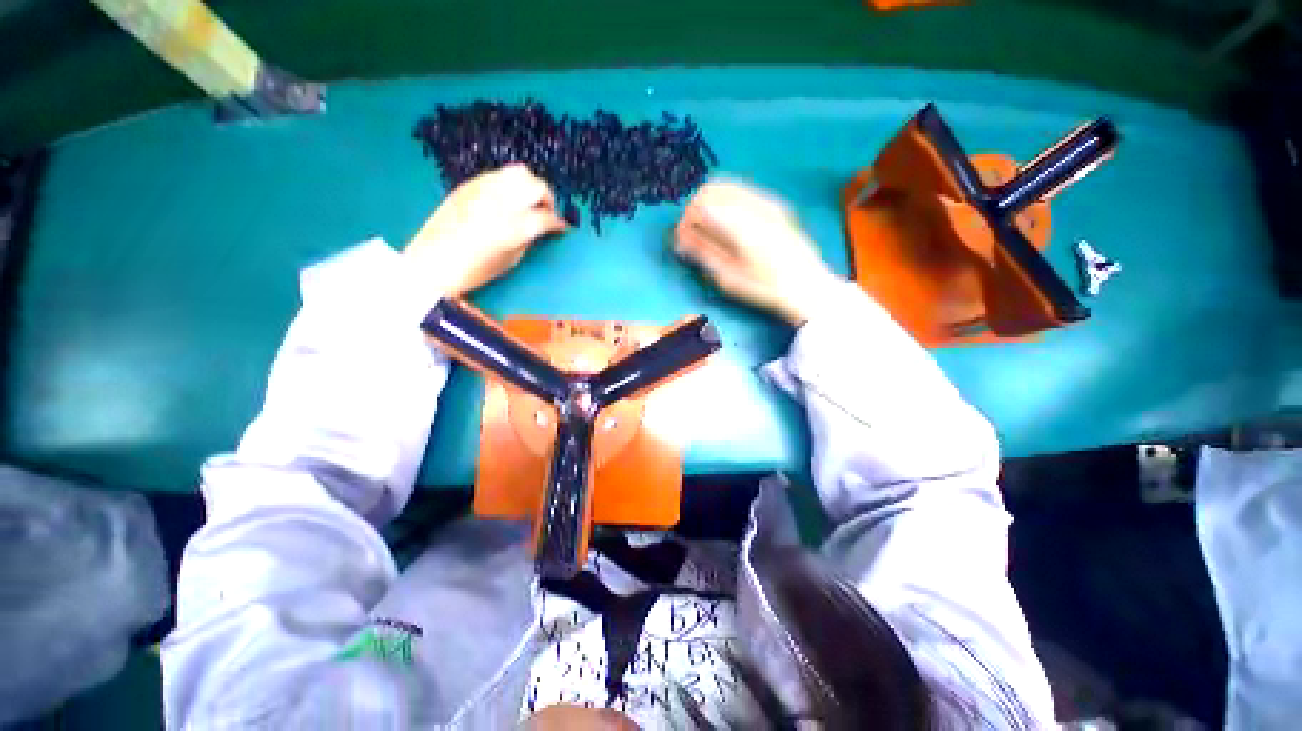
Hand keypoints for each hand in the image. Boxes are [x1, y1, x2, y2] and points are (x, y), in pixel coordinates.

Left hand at [406, 163, 568, 296]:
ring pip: (519, 172)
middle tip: (547, 212)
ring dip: (530, 186)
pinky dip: (510, 184)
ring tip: (528, 201)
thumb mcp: (510, 261)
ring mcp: (482, 189)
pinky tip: (507, 199)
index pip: (546, 216)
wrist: (430, 262)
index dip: (558, 223)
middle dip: (547, 199)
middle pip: (536, 186)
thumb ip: (528, 240)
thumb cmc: (474, 271)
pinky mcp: (468, 184)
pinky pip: (498, 174)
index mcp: (513, 227)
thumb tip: (539, 229)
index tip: (562, 228)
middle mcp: (500, 202)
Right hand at [674, 179, 834, 325]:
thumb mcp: (729, 277)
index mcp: (740, 223)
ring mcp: (767, 201)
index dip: (686, 221)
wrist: (807, 287)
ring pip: (727, 187)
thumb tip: (680, 237)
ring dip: (711, 204)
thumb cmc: (765, 288)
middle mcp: (754, 204)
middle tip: (693, 234)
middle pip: (711, 188)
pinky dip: (727, 203)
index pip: (700, 204)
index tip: (682, 240)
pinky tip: (729, 226)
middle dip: (696, 208)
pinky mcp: (776, 205)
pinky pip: (743, 192)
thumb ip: (703, 252)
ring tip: (709, 230)